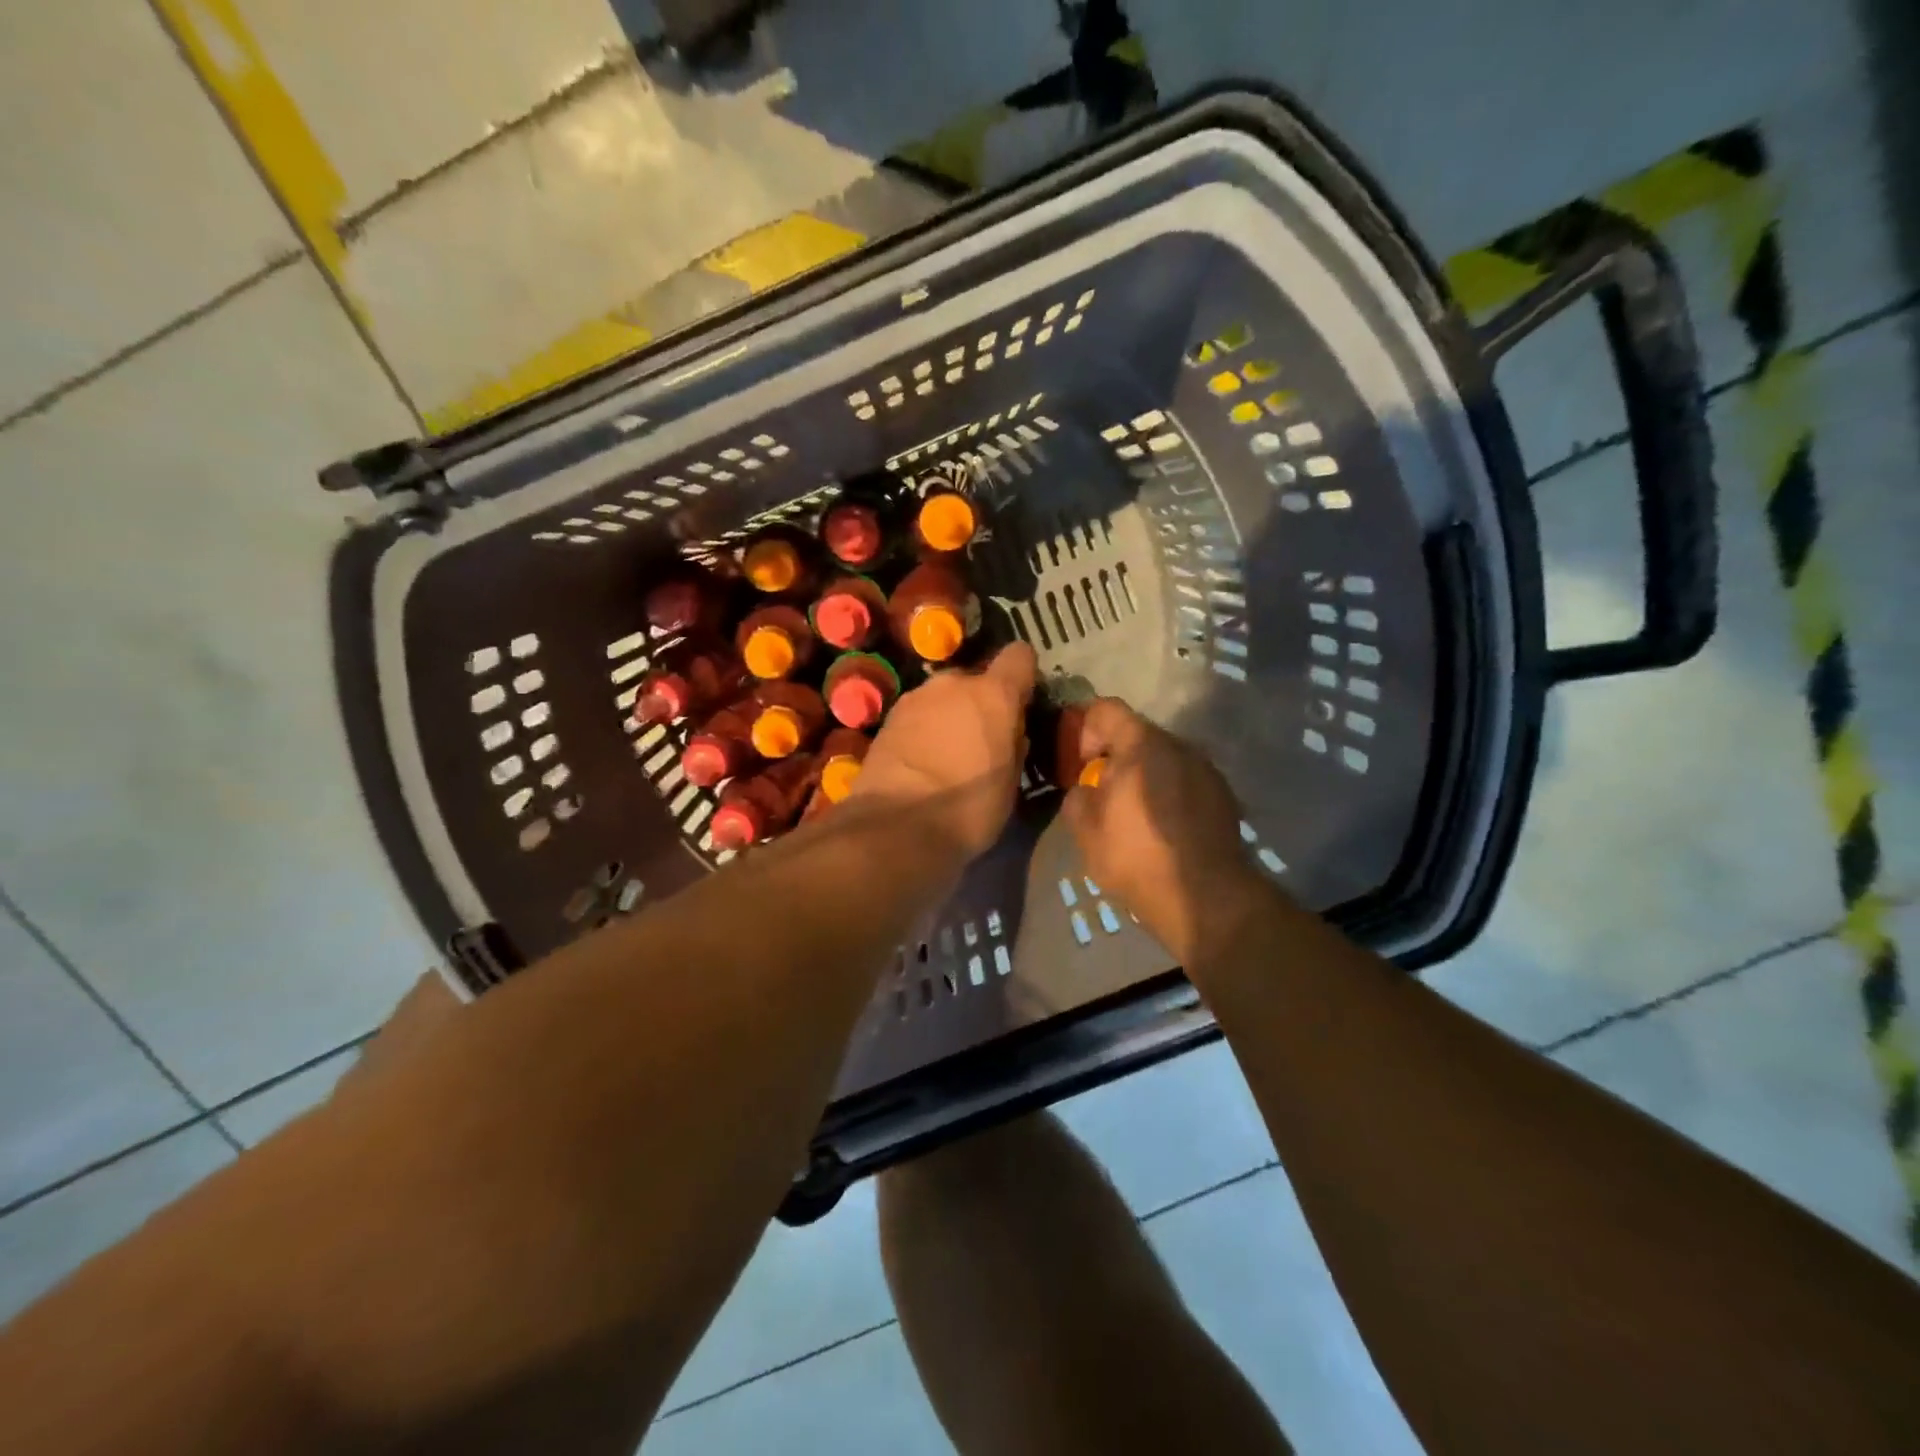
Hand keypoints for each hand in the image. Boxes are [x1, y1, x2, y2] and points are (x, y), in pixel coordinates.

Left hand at [850, 644, 1037, 858]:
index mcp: (994, 695)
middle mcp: (953, 684)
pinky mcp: (888, 718)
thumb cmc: (968, 808)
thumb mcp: (1010, 784)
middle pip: (975, 679)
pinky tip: (921, 761)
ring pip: (943, 697)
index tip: (1023, 700)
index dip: (1023, 675)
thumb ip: (1014, 746)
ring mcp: (915, 697)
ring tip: (948, 753)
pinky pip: (918, 715)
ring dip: (949, 715)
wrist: (896, 827)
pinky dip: (923, 729)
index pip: (1019, 656)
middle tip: (982, 738)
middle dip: (980, 702)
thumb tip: (1010, 733)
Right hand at [1061, 699, 1265, 963]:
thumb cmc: (1136, 857)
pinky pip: (1185, 782)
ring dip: (1144, 777)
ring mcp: (1206, 770)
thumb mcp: (1085, 828)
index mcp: (1141, 744)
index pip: (1105, 708)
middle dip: (1114, 758)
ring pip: (1163, 760)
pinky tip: (1163, 830)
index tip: (1080, 766)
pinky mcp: (1223, 796)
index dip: (1084, 729)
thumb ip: (1078, 795)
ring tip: (1134, 816)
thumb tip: (1087, 788)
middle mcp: (1179, 746)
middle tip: (1102, 795)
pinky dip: (1169, 795)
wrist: (1205, 898)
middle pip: (1136, 734)